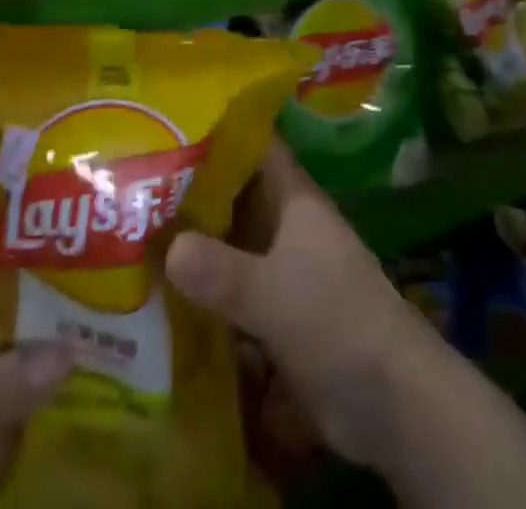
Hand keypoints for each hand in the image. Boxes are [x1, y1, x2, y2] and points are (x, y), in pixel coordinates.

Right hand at [164, 142, 439, 474]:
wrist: (391, 402)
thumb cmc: (335, 321)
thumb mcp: (272, 294)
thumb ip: (221, 271)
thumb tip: (168, 248)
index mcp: (294, 199)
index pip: (255, 146)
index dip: (218, 130)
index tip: (170, 124)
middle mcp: (286, 225)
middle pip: (234, 196)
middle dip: (191, 192)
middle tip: (134, 185)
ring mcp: (282, 269)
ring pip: (230, 243)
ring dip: (193, 245)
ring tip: (134, 236)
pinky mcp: (277, 313)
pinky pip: (232, 289)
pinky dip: (204, 291)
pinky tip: (161, 295)